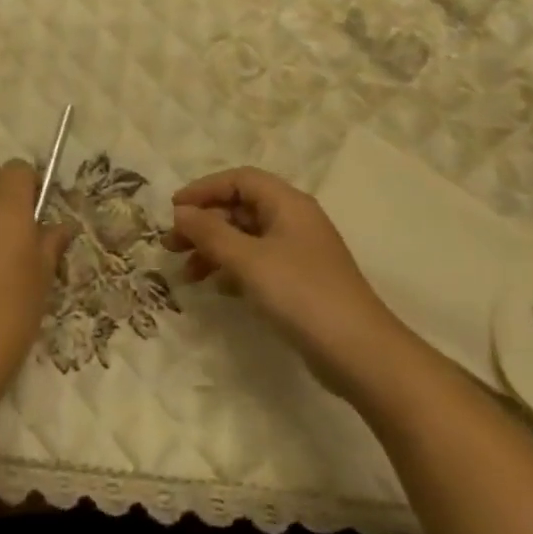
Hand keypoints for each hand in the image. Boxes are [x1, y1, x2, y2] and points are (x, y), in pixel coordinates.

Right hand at [170, 167, 397, 388]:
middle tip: (171, 245)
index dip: (204, 189)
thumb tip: (180, 212)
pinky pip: (257, 263)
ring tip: (186, 273)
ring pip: (246, 238)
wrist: (361, 353)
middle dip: (204, 223)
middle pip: (241, 208)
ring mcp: (299, 253)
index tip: (174, 209)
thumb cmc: (301, 294)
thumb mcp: (248, 260)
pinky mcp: (300, 282)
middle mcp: (294, 221)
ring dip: (214, 249)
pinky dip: (232, 269)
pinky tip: (216, 288)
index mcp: (288, 204)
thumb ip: (211, 233)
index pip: (239, 180)